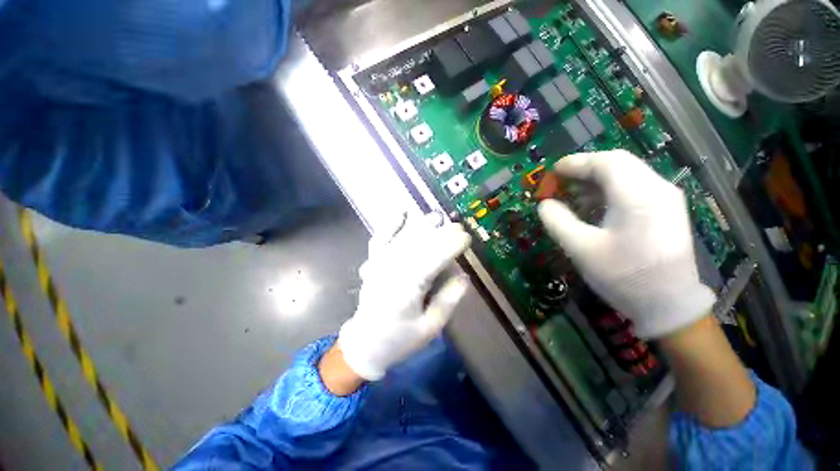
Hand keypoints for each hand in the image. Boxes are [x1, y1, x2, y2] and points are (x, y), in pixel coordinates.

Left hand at [337, 213, 470, 380]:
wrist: (365, 342)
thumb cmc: (400, 338)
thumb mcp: (431, 327)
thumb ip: (448, 300)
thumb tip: (464, 276)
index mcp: (408, 287)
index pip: (435, 257)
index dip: (453, 244)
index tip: (467, 239)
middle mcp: (393, 268)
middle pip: (421, 243)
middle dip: (442, 233)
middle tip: (459, 229)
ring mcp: (380, 262)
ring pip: (404, 236)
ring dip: (422, 225)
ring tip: (438, 218)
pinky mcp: (373, 261)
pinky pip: (381, 236)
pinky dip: (390, 223)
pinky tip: (402, 211)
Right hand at [537, 150, 715, 338]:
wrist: (669, 306)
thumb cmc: (623, 276)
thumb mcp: (581, 249)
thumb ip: (557, 221)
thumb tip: (545, 204)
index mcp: (638, 195)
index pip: (605, 162)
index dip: (575, 163)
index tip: (553, 172)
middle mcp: (657, 189)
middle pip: (618, 163)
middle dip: (585, 169)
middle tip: (561, 182)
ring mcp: (666, 199)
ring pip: (627, 174)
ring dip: (597, 180)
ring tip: (573, 196)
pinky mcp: (666, 211)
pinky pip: (635, 189)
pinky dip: (610, 191)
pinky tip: (594, 207)